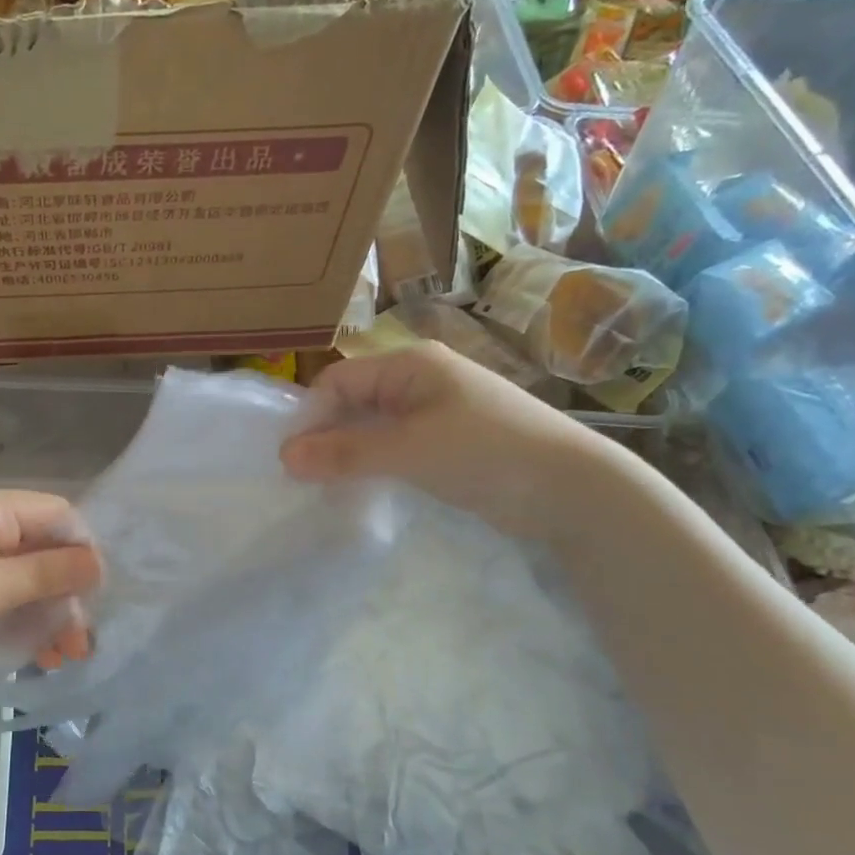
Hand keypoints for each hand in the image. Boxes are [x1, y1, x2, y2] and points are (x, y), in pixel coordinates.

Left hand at [0, 487, 101, 688]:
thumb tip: (100, 562)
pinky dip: (21, 624)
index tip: (99, 597)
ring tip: (64, 657)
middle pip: (44, 551)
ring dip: (48, 615)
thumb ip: (45, 573)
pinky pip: (1, 601)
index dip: (84, 551)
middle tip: (81, 642)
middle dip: (68, 594)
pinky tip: (37, 656)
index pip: (58, 516)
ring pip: (26, 581)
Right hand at [279, 344, 618, 537]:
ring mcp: (435, 413)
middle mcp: (420, 381)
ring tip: (328, 489)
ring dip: (349, 454)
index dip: (311, 417)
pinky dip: (374, 465)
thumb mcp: (408, 450)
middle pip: (353, 402)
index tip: (292, 462)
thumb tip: (284, 457)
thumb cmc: (486, 452)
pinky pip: (395, 448)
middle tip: (305, 480)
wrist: (570, 488)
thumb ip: (345, 452)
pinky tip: (364, 490)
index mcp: (410, 365)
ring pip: (373, 428)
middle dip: (327, 437)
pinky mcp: (447, 444)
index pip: (339, 381)